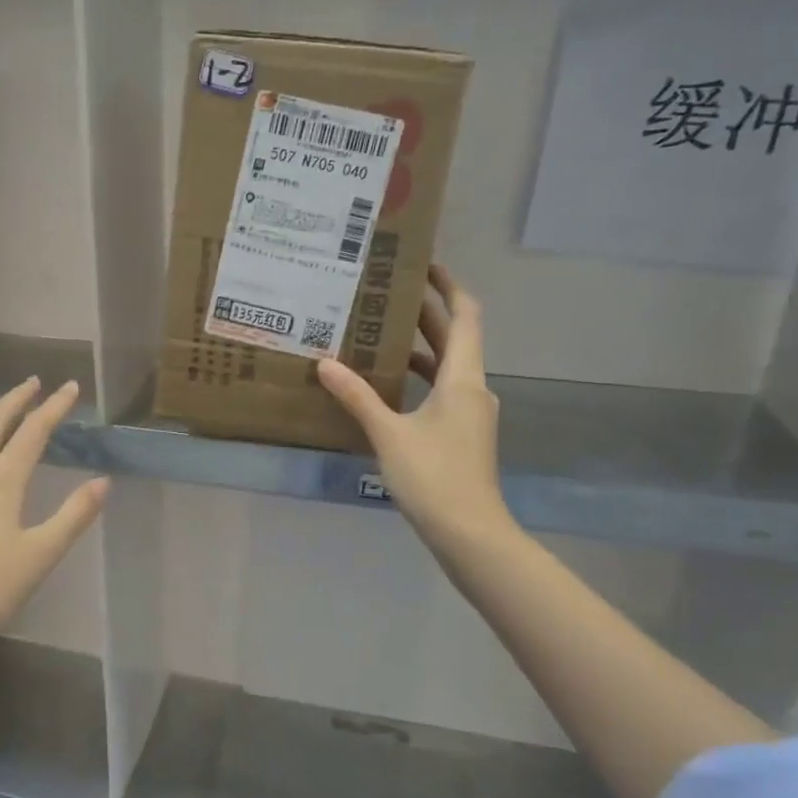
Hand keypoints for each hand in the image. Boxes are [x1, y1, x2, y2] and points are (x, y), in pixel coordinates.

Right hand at [317, 266, 511, 566]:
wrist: (469, 532)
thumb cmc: (433, 477)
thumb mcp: (388, 434)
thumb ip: (357, 397)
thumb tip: (325, 363)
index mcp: (462, 378)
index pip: (465, 316)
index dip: (448, 287)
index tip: (424, 265)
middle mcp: (472, 388)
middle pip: (454, 339)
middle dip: (425, 315)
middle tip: (386, 296)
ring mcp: (470, 414)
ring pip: (446, 368)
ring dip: (419, 349)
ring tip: (379, 336)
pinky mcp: (462, 435)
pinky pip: (441, 392)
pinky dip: (419, 381)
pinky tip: (387, 389)